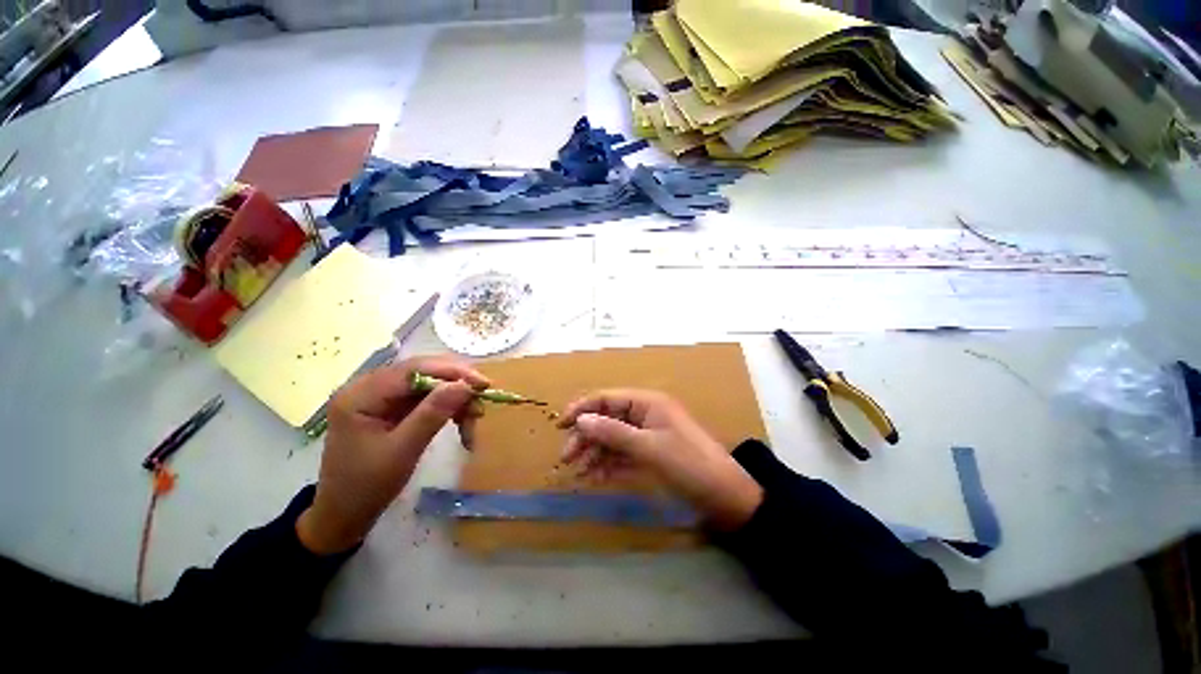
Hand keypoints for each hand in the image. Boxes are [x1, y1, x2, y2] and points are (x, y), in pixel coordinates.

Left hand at [296, 357, 488, 554]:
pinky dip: (447, 408)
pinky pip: (425, 398)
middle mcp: (368, 387)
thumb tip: (465, 385)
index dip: (452, 372)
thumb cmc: (367, 486)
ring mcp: (379, 397)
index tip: (483, 384)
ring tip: (473, 419)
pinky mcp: (390, 407)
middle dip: (456, 386)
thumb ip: (433, 413)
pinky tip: (460, 421)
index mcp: (360, 395)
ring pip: (429, 385)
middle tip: (481, 402)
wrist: (344, 515)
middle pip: (423, 373)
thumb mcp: (403, 450)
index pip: (413, 369)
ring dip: (454, 399)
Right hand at [558, 390, 762, 530]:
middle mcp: (645, 414)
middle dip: (587, 436)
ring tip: (579, 472)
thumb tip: (581, 420)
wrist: (725, 497)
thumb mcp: (649, 447)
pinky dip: (609, 464)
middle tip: (567, 458)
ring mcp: (648, 435)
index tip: (560, 424)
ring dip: (595, 452)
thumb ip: (613, 432)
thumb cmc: (688, 464)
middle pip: (608, 419)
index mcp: (648, 402)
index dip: (583, 408)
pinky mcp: (651, 455)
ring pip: (613, 438)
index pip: (608, 398)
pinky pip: (623, 455)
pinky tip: (595, 477)